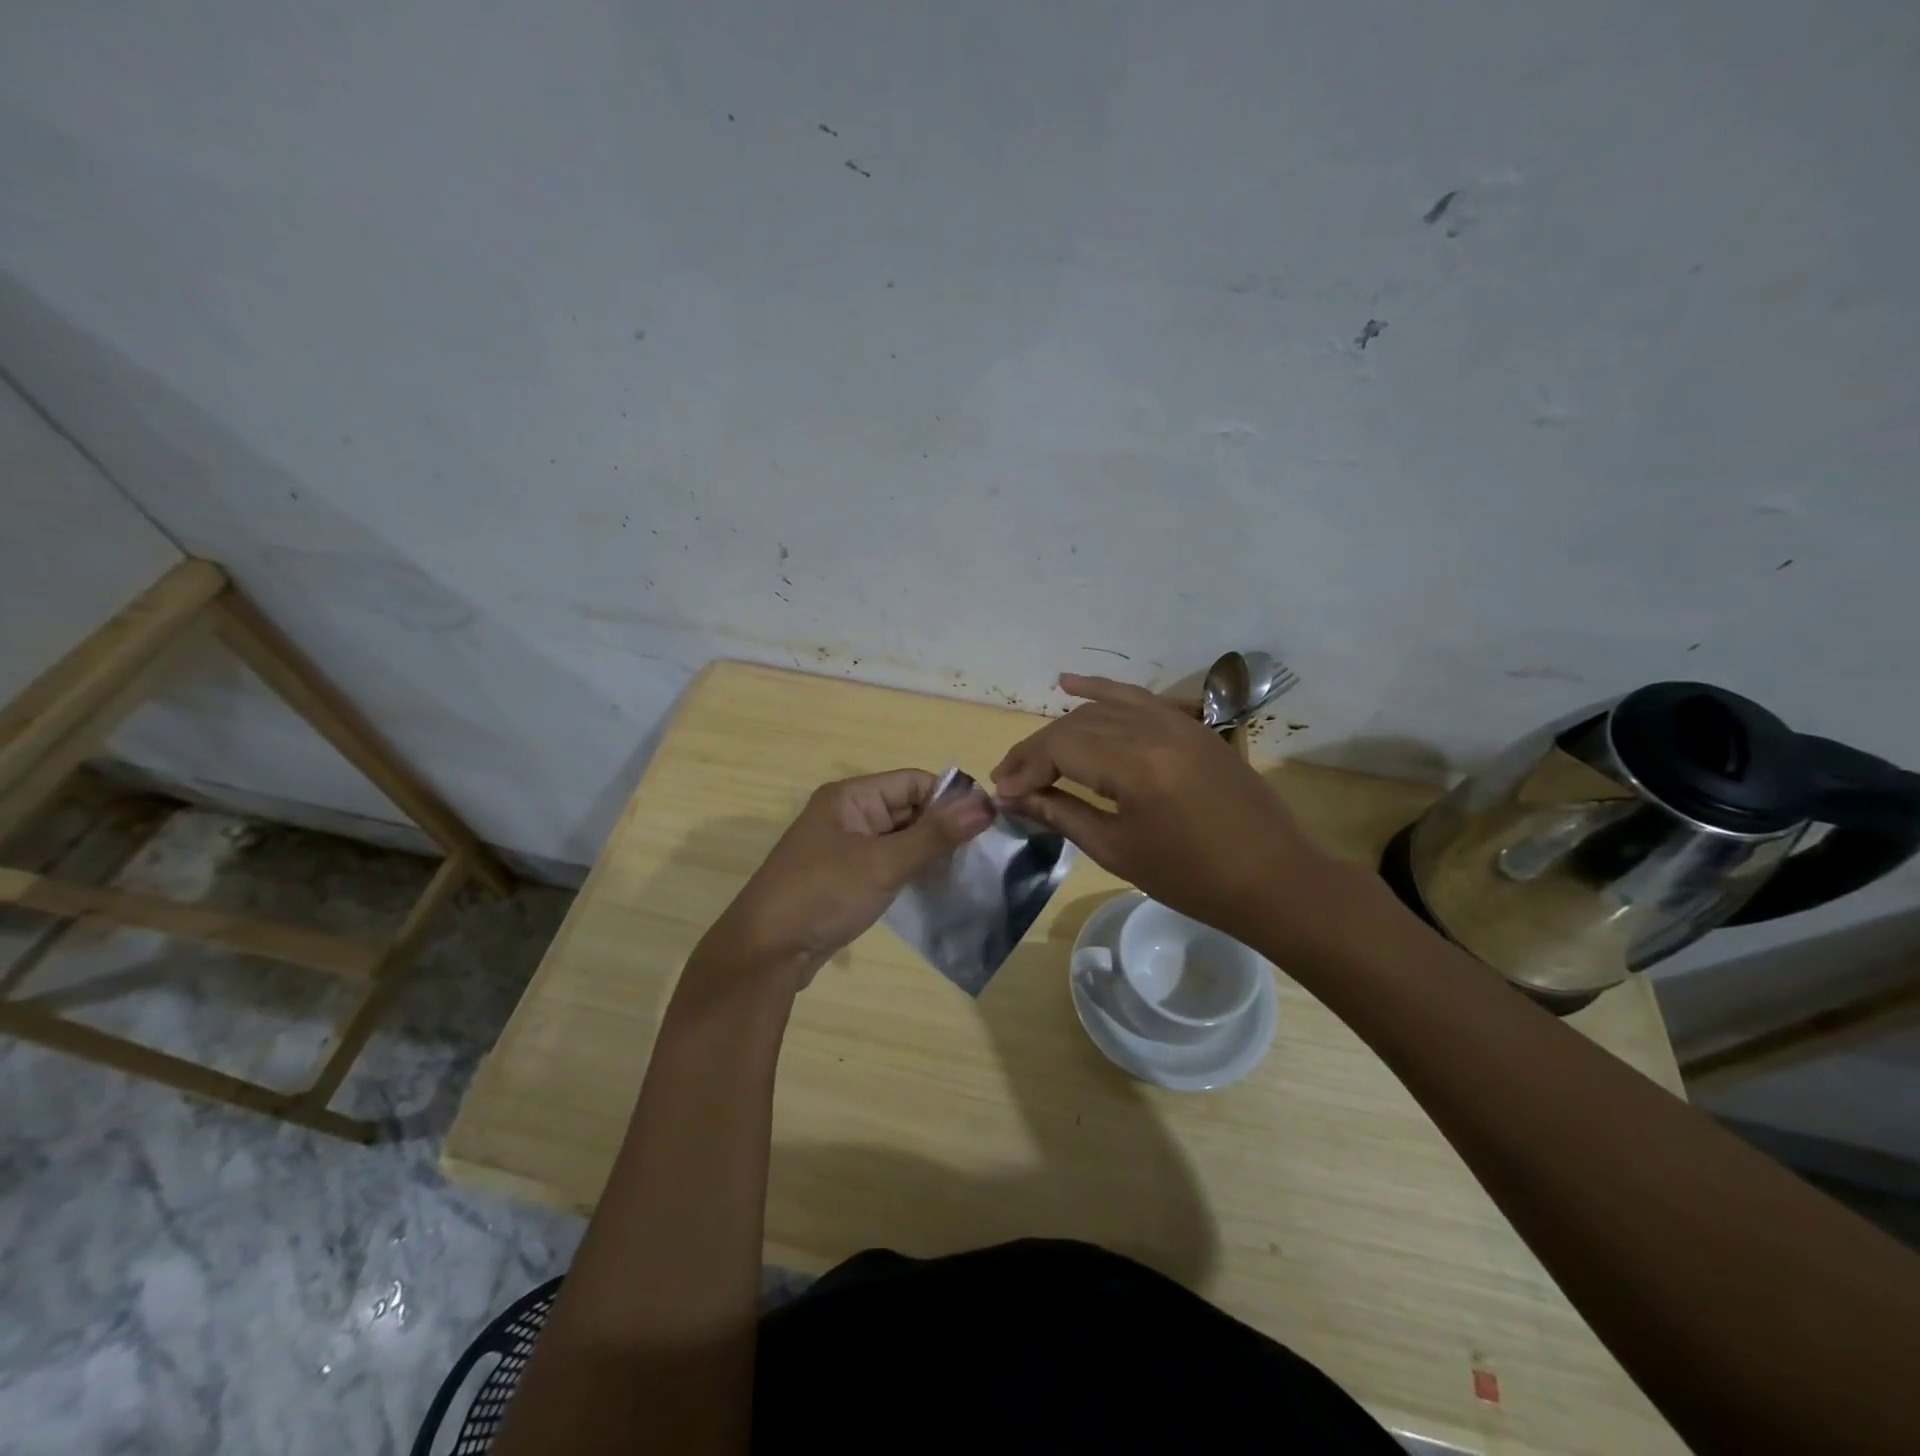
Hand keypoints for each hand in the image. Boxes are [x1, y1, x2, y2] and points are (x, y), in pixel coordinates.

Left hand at [693, 769, 992, 993]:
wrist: (764, 953)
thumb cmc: (823, 895)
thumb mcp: (884, 862)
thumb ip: (936, 834)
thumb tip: (986, 804)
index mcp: (851, 797)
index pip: (914, 782)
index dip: (950, 800)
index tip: (987, 826)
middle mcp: (847, 815)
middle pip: (908, 809)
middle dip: (942, 828)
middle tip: (982, 854)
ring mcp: (843, 848)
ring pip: (899, 839)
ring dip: (928, 853)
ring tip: (965, 873)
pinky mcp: (844, 878)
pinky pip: (886, 863)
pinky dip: (909, 872)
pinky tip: (935, 888)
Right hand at [992, 674, 1349, 947]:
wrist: (1275, 879)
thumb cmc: (1192, 879)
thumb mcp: (1118, 850)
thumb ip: (1061, 813)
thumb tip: (1013, 797)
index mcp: (1136, 766)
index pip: (1061, 748)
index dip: (1025, 768)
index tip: (1002, 792)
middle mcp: (1154, 730)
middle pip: (1076, 725)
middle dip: (1036, 751)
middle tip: (1010, 779)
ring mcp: (1177, 722)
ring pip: (1102, 709)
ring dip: (1063, 727)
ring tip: (1033, 752)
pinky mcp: (1191, 725)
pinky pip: (1138, 698)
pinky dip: (1101, 690)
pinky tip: (1069, 683)